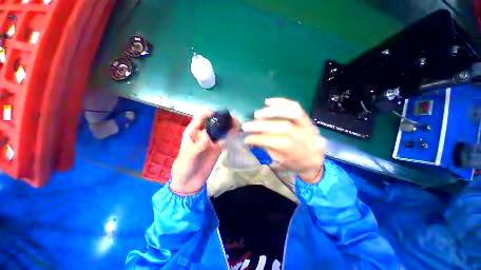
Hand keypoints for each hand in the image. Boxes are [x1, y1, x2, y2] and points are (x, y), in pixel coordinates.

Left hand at [170, 111, 237, 194]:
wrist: (189, 182)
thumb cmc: (183, 167)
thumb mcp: (187, 156)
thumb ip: (197, 145)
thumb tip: (208, 135)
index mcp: (192, 132)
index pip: (201, 118)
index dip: (209, 113)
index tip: (220, 114)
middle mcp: (203, 134)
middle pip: (213, 122)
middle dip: (222, 119)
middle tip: (233, 119)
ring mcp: (211, 141)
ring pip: (221, 130)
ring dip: (229, 126)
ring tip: (237, 124)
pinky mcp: (218, 148)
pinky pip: (225, 139)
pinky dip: (230, 135)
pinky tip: (237, 133)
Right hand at [242, 98, 326, 182]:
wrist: (315, 158)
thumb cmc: (295, 163)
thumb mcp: (281, 162)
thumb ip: (268, 149)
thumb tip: (253, 138)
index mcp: (297, 153)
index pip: (274, 143)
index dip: (258, 139)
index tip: (246, 138)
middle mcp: (304, 138)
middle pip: (282, 127)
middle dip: (261, 125)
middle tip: (247, 125)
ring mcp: (308, 126)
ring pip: (292, 113)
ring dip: (272, 111)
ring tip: (257, 114)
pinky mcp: (308, 118)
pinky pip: (296, 106)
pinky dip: (281, 102)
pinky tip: (268, 102)